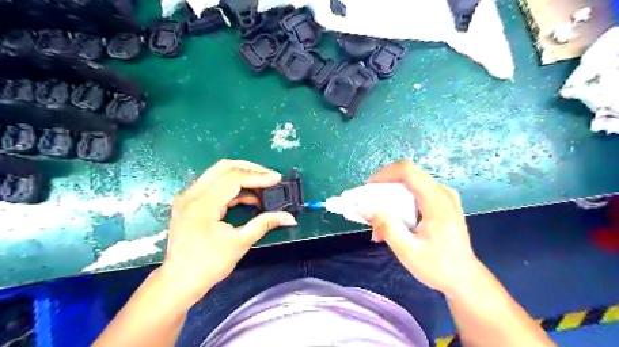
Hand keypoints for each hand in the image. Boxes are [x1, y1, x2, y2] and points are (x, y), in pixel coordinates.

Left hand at [157, 159, 296, 303]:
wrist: (179, 282)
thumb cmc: (209, 265)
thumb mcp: (240, 243)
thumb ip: (265, 223)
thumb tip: (290, 218)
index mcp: (202, 204)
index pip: (234, 178)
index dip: (258, 176)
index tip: (277, 179)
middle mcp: (192, 194)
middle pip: (224, 167)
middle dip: (251, 169)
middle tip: (270, 177)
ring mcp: (189, 196)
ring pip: (219, 173)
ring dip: (242, 176)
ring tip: (263, 186)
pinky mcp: (190, 202)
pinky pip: (215, 184)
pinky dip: (233, 187)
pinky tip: (249, 197)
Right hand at [363, 162, 477, 295]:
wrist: (465, 279)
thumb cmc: (438, 267)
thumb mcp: (408, 251)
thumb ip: (386, 227)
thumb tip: (364, 208)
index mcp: (437, 201)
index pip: (407, 171)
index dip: (384, 174)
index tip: (368, 188)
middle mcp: (443, 193)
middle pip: (407, 176)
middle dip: (384, 190)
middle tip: (370, 209)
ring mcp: (444, 197)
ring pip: (410, 186)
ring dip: (391, 201)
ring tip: (380, 226)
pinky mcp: (443, 204)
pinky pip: (416, 195)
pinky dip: (401, 205)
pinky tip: (394, 226)